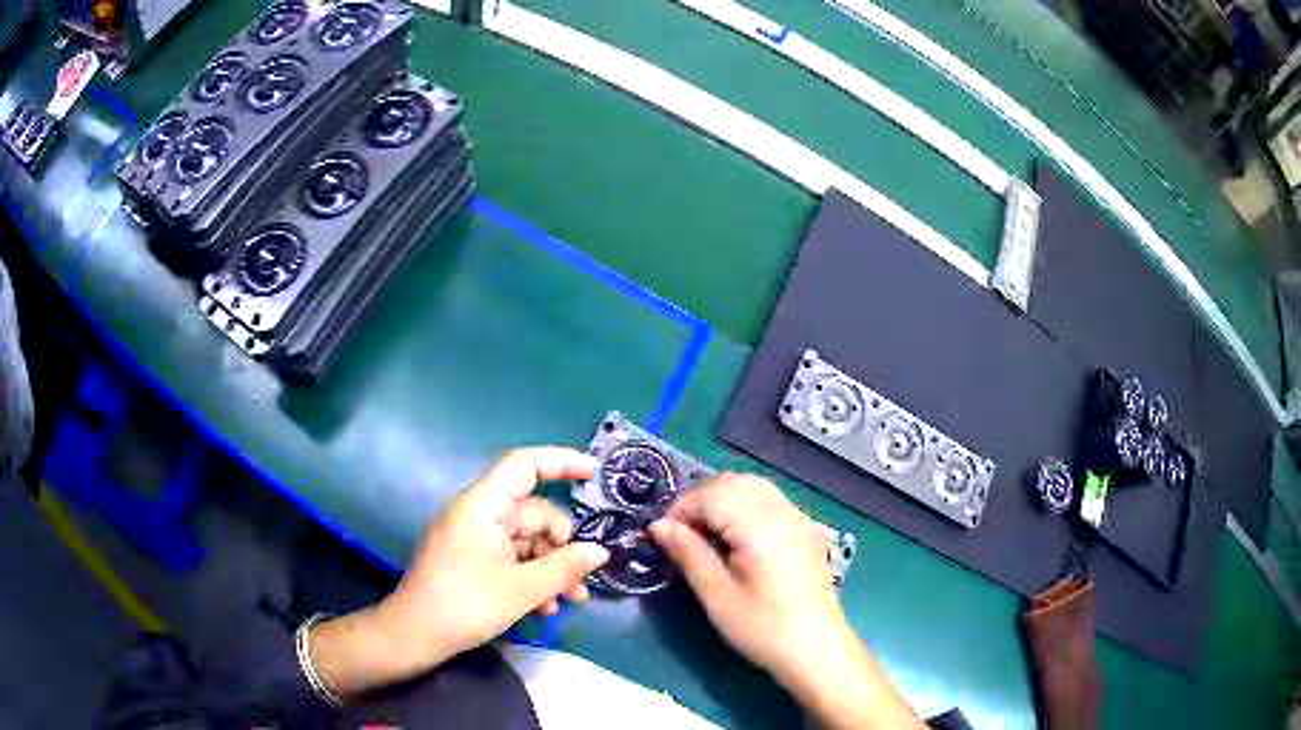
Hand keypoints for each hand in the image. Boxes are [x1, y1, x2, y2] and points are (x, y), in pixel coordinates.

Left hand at [309, 447, 610, 697]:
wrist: (414, 634)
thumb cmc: (466, 604)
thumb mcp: (523, 590)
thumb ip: (566, 567)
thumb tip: (600, 552)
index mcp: (483, 505)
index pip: (525, 464)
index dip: (562, 462)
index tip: (595, 474)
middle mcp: (477, 512)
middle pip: (533, 512)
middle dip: (563, 546)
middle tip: (583, 582)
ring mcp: (472, 535)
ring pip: (526, 539)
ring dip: (551, 567)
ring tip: (571, 602)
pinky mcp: (470, 556)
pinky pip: (511, 555)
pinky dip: (531, 575)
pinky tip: (546, 607)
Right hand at [647, 473, 844, 677]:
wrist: (817, 649)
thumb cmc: (763, 628)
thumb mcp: (718, 596)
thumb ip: (689, 554)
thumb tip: (658, 526)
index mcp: (761, 525)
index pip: (711, 495)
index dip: (680, 510)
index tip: (662, 537)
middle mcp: (782, 511)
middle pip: (732, 482)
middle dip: (700, 501)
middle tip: (681, 537)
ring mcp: (799, 517)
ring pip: (752, 486)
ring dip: (722, 501)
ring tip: (706, 537)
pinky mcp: (806, 530)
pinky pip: (770, 500)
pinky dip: (745, 506)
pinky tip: (736, 539)